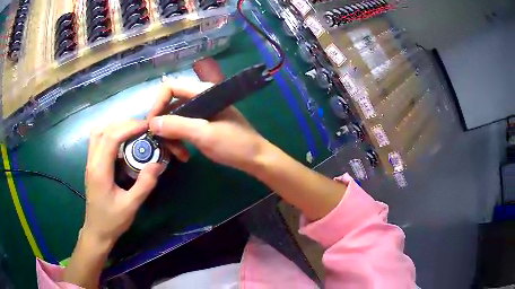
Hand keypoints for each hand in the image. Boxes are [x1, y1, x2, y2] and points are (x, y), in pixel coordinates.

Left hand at [84, 120, 162, 243]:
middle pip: (103, 130)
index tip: (146, 126)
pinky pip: (97, 140)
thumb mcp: (131, 206)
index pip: (111, 137)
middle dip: (123, 123)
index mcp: (100, 170)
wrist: (97, 231)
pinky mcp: (91, 165)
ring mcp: (90, 162)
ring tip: (132, 130)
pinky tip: (121, 141)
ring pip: (98, 132)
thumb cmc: (112, 221)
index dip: (129, 127)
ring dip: (114, 126)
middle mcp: (92, 162)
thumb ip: (144, 185)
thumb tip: (157, 164)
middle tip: (142, 128)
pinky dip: (109, 133)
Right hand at [147, 58, 268, 171]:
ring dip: (171, 137)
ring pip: (175, 119)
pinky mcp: (203, 124)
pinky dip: (179, 140)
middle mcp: (200, 98)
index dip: (157, 104)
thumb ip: (177, 126)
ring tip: (178, 155)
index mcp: (202, 92)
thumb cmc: (234, 144)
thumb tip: (152, 123)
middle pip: (170, 105)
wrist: (255, 158)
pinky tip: (184, 155)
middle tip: (163, 145)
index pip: (170, 88)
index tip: (151, 125)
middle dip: (164, 126)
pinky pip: (183, 128)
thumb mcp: (204, 134)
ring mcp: (201, 112)